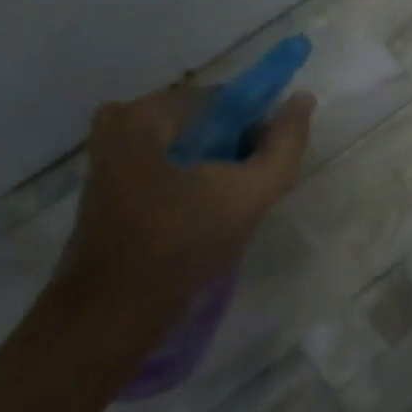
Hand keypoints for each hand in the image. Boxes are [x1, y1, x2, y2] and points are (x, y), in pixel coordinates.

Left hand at [48, 84, 315, 360]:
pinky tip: (207, 215)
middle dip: (236, 148)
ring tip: (233, 206)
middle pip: (203, 122)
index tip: (269, 162)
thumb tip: (303, 99)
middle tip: (252, 188)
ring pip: (188, 146)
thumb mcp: (248, 193)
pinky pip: (168, 165)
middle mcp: (118, 124)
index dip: (257, 125)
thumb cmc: (181, 245)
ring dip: (217, 167)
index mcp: (142, 115)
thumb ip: (284, 145)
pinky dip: (193, 181)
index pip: (223, 99)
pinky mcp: (110, 186)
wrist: (113, 313)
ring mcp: (108, 157)